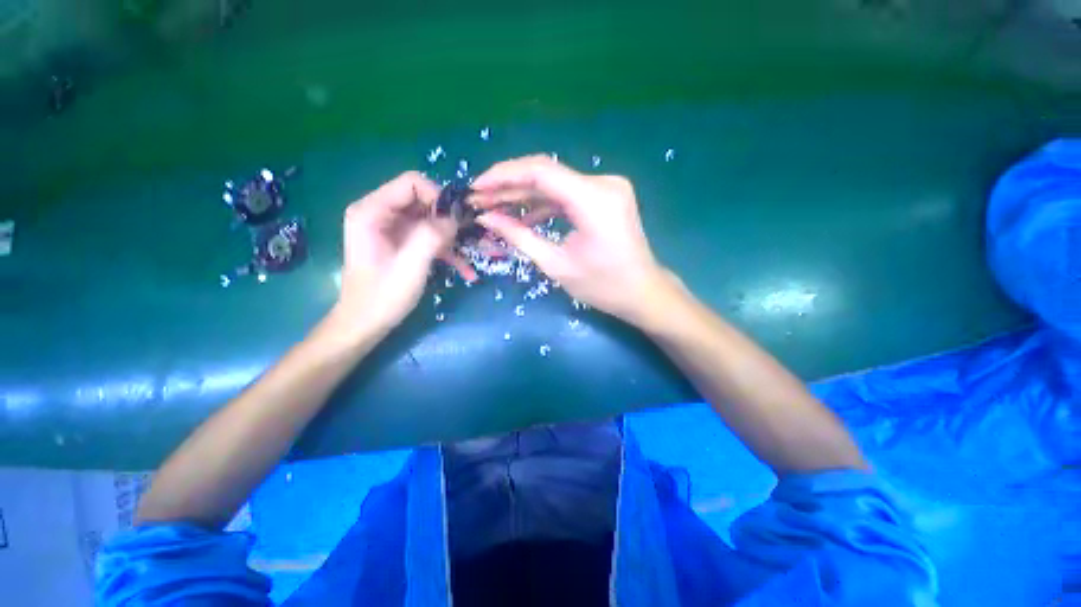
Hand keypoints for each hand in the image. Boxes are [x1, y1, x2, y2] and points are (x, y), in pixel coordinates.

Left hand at [333, 172, 476, 337]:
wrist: (365, 324)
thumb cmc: (382, 296)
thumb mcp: (411, 265)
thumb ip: (432, 235)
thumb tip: (457, 216)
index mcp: (372, 211)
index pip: (412, 183)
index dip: (438, 198)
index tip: (457, 221)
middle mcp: (381, 213)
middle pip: (424, 200)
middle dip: (449, 219)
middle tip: (469, 238)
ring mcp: (392, 229)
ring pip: (431, 220)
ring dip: (452, 238)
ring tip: (471, 256)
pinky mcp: (403, 243)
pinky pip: (430, 238)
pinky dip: (447, 252)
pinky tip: (466, 270)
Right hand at [471, 155, 670, 325]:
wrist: (642, 292)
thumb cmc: (603, 286)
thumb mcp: (557, 265)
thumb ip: (520, 237)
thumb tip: (486, 218)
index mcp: (594, 199)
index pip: (540, 172)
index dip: (503, 176)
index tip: (476, 187)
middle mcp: (603, 183)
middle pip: (547, 173)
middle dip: (510, 185)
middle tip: (480, 199)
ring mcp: (607, 187)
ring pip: (555, 183)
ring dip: (525, 194)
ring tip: (495, 207)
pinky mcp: (605, 196)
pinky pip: (568, 193)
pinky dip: (545, 203)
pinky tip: (524, 216)